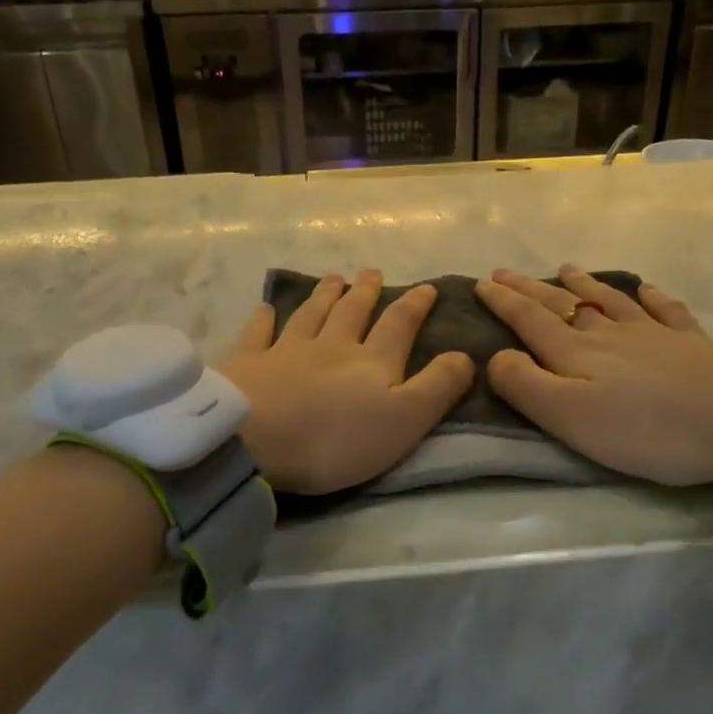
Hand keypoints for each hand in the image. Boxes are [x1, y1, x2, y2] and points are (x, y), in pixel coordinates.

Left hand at [219, 270, 473, 494]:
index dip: (415, 305)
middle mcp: (331, 346)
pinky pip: (258, 334)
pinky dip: (264, 320)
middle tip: (371, 272)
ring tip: (333, 278)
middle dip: (365, 292)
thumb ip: (437, 387)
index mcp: (371, 361)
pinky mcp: (247, 364)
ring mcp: (285, 351)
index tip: (426, 287)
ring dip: (324, 295)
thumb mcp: (404, 419)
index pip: (399, 324)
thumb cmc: (335, 438)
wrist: (253, 441)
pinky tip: (266, 308)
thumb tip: (465, 354)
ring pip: (310, 315)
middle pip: (351, 312)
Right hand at [475, 268, 712, 485]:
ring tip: (566, 270)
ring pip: (610, 300)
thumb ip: (525, 385)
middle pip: (563, 304)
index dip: (503, 302)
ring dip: (584, 285)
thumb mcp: (568, 416)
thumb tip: (496, 356)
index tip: (480, 283)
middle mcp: (609, 334)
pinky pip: (666, 310)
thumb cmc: (646, 427)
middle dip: (530, 288)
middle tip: (506, 271)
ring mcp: (654, 334)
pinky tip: (647, 289)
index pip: (530, 319)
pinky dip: (652, 297)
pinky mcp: (693, 344)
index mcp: (575, 352)